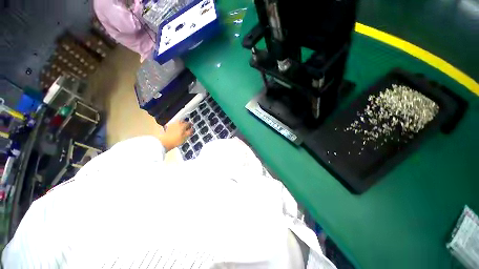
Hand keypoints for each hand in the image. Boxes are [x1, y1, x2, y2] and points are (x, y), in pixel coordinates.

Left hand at [158, 121, 192, 151]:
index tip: (192, 126)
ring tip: (182, 129)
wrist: (163, 142)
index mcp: (182, 125)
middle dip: (186, 123)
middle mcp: (177, 123)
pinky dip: (176, 126)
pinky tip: (177, 130)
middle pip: (183, 121)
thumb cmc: (175, 140)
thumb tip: (192, 129)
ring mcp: (172, 125)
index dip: (191, 125)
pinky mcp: (168, 127)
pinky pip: (174, 125)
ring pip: (178, 123)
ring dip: (181, 124)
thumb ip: (189, 132)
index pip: (188, 123)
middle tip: (188, 127)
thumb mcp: (185, 137)